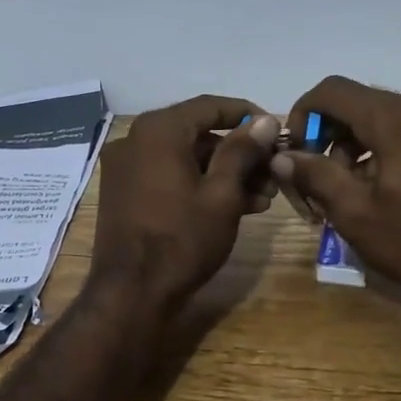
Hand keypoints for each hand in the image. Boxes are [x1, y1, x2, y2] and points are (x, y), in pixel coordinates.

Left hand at [91, 95, 283, 312]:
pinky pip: (169, 176)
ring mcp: (126, 168)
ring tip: (263, 198)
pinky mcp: (125, 193)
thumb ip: (242, 151)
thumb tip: (263, 120)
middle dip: (239, 153)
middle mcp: (135, 140)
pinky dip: (199, 185)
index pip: (210, 106)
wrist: (131, 294)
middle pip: (198, 134)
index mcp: (158, 130)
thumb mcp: (222, 194)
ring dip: (224, 173)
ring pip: (185, 158)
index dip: (247, 115)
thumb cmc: (182, 239)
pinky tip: (234, 206)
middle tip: (274, 173)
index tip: (275, 131)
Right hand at [273, 76, 400, 329]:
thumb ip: (314, 175)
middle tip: (313, 182)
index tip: (294, 154)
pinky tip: (374, 189)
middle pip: (356, 104)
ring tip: (342, 193)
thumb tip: (282, 155)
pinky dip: (379, 150)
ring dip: (351, 147)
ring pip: (379, 118)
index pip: (332, 91)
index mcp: (396, 118)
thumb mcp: (355, 212)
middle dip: (326, 137)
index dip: (302, 115)